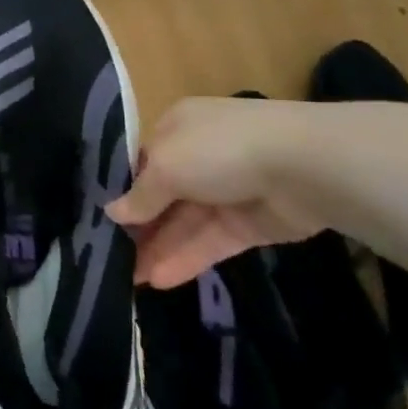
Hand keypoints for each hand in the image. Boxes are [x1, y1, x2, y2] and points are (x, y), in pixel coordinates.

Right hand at [107, 97, 321, 287]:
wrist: (303, 166)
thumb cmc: (219, 149)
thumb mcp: (166, 166)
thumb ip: (140, 195)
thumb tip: (113, 213)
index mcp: (177, 128)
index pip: (143, 161)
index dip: (124, 190)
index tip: (103, 219)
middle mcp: (200, 156)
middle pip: (163, 195)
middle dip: (141, 226)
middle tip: (113, 257)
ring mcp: (227, 191)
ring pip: (186, 223)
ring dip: (160, 248)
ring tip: (131, 279)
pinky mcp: (250, 224)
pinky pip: (211, 242)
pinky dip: (187, 258)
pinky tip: (160, 280)